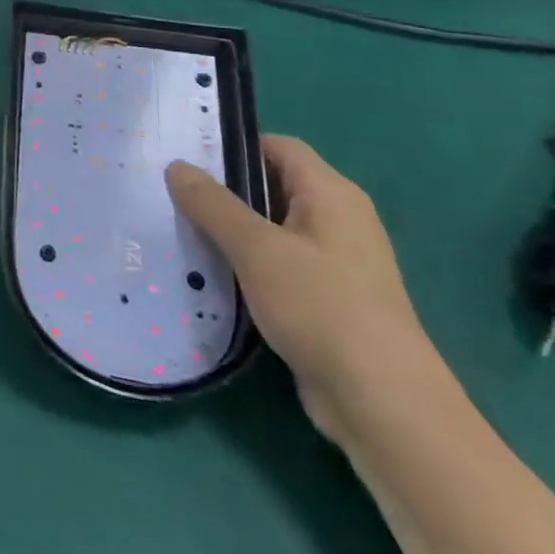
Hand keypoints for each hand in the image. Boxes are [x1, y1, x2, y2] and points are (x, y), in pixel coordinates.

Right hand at [167, 135, 448, 441]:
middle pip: (270, 186)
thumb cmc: (323, 308)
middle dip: (221, 190)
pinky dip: (244, 267)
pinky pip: (276, 267)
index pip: (276, 146)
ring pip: (269, 230)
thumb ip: (213, 203)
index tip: (184, 153)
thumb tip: (177, 165)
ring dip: (228, 232)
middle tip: (168, 190)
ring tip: (177, 229)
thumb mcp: (256, 248)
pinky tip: (207, 275)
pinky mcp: (325, 302)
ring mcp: (334, 264)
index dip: (232, 144)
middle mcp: (337, 221)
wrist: (385, 409)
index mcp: (331, 194)